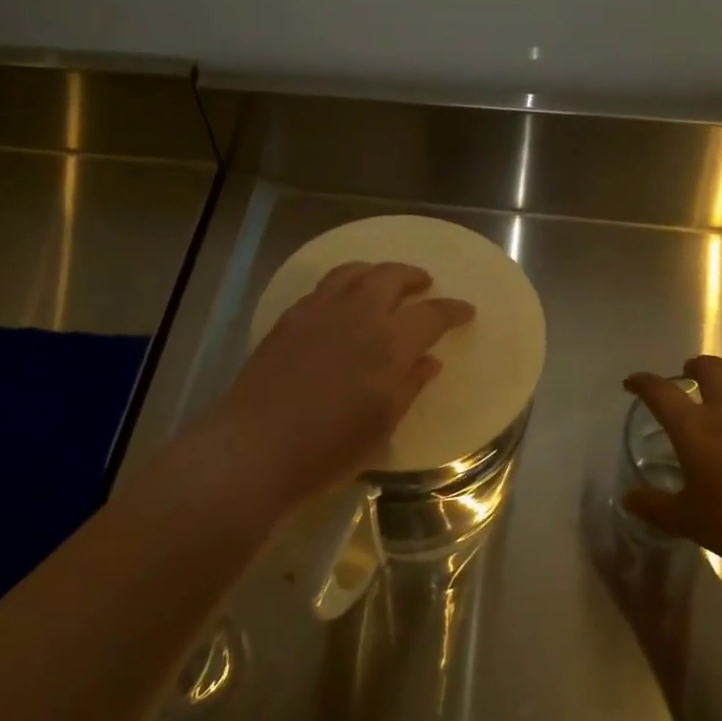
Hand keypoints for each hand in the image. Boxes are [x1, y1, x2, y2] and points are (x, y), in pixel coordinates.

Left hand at [199, 261, 474, 514]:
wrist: (255, 448)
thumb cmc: (328, 449)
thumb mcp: (381, 426)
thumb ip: (408, 386)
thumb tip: (428, 362)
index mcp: (389, 343)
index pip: (431, 315)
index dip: (452, 311)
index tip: (465, 310)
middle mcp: (356, 315)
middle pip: (390, 277)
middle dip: (413, 276)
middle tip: (425, 284)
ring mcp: (317, 312)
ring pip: (352, 272)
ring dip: (376, 271)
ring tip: (384, 280)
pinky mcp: (288, 319)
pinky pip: (323, 287)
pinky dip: (343, 284)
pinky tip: (342, 301)